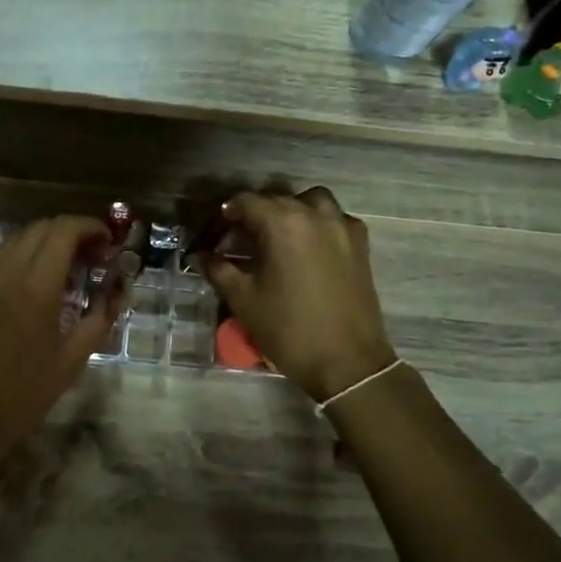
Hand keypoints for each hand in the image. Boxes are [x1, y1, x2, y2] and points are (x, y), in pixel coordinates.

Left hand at [0, 216, 123, 460]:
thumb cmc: (22, 396)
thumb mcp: (71, 361)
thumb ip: (99, 319)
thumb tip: (119, 293)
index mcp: (35, 286)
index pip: (64, 230)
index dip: (91, 227)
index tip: (108, 244)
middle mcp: (5, 271)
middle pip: (41, 228)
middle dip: (71, 233)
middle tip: (93, 258)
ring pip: (17, 240)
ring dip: (45, 244)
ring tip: (65, 272)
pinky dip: (21, 258)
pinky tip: (31, 287)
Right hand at [195, 188, 397, 401]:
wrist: (347, 362)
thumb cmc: (289, 329)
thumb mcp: (244, 300)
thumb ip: (218, 270)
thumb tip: (199, 255)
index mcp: (283, 223)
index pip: (246, 201)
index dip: (226, 214)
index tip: (215, 232)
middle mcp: (315, 215)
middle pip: (277, 199)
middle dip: (255, 214)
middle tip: (239, 240)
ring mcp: (342, 227)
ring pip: (311, 201)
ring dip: (291, 210)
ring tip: (278, 236)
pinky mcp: (361, 245)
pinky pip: (335, 219)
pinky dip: (318, 223)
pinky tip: (307, 248)